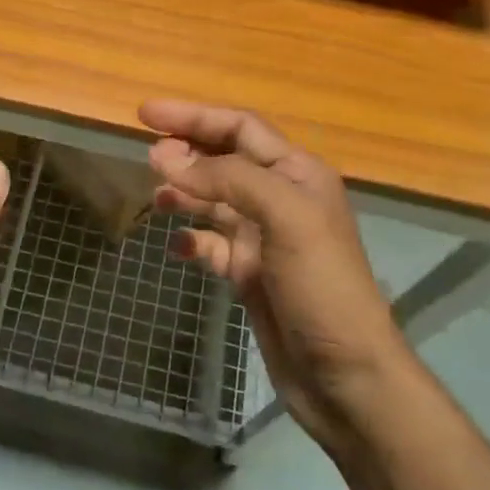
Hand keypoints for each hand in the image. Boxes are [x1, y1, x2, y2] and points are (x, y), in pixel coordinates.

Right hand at [141, 100, 406, 449]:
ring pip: (215, 200)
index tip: (145, 113)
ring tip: (156, 196)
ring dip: (184, 192)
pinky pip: (212, 244)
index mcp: (298, 174)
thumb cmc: (321, 287)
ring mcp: (264, 238)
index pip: (240, 127)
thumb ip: (228, 180)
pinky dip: (192, 239)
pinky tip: (177, 245)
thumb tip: (167, 159)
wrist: (344, 376)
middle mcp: (281, 199)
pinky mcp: (250, 273)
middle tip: (146, 156)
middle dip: (186, 151)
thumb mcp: (284, 218)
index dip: (194, 116)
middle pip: (225, 159)